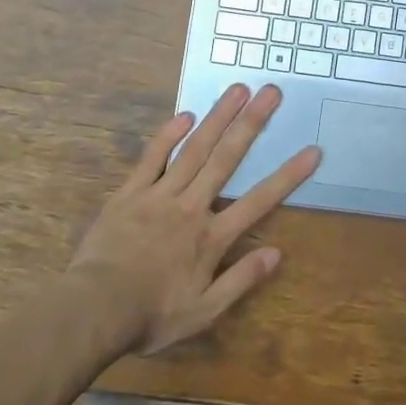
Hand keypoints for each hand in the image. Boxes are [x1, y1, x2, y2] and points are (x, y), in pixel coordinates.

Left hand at [68, 84, 318, 354]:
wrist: (93, 311)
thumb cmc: (151, 316)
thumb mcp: (202, 313)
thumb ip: (240, 281)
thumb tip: (277, 253)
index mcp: (211, 237)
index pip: (259, 201)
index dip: (288, 176)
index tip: (312, 150)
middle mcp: (191, 207)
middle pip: (226, 159)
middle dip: (252, 123)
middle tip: (271, 92)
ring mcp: (159, 195)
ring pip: (194, 149)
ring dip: (218, 117)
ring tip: (238, 89)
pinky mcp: (130, 193)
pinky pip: (152, 158)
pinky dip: (168, 135)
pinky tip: (185, 115)